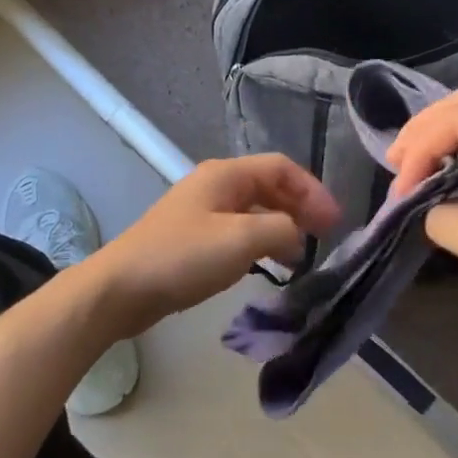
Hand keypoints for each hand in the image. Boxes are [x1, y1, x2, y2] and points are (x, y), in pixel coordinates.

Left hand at [84, 156, 340, 337]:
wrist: (122, 289)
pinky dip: (261, 243)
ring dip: (282, 228)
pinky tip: (269, 266)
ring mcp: (202, 212)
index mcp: (226, 175)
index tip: (334, 222)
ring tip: (302, 256)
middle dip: (300, 208)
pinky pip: (238, 232)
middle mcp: (215, 186)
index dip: (313, 191)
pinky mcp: (193, 239)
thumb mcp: (242, 239)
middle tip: (325, 237)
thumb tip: (297, 235)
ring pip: (254, 211)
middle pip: (269, 187)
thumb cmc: (183, 257)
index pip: (282, 169)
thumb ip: (281, 229)